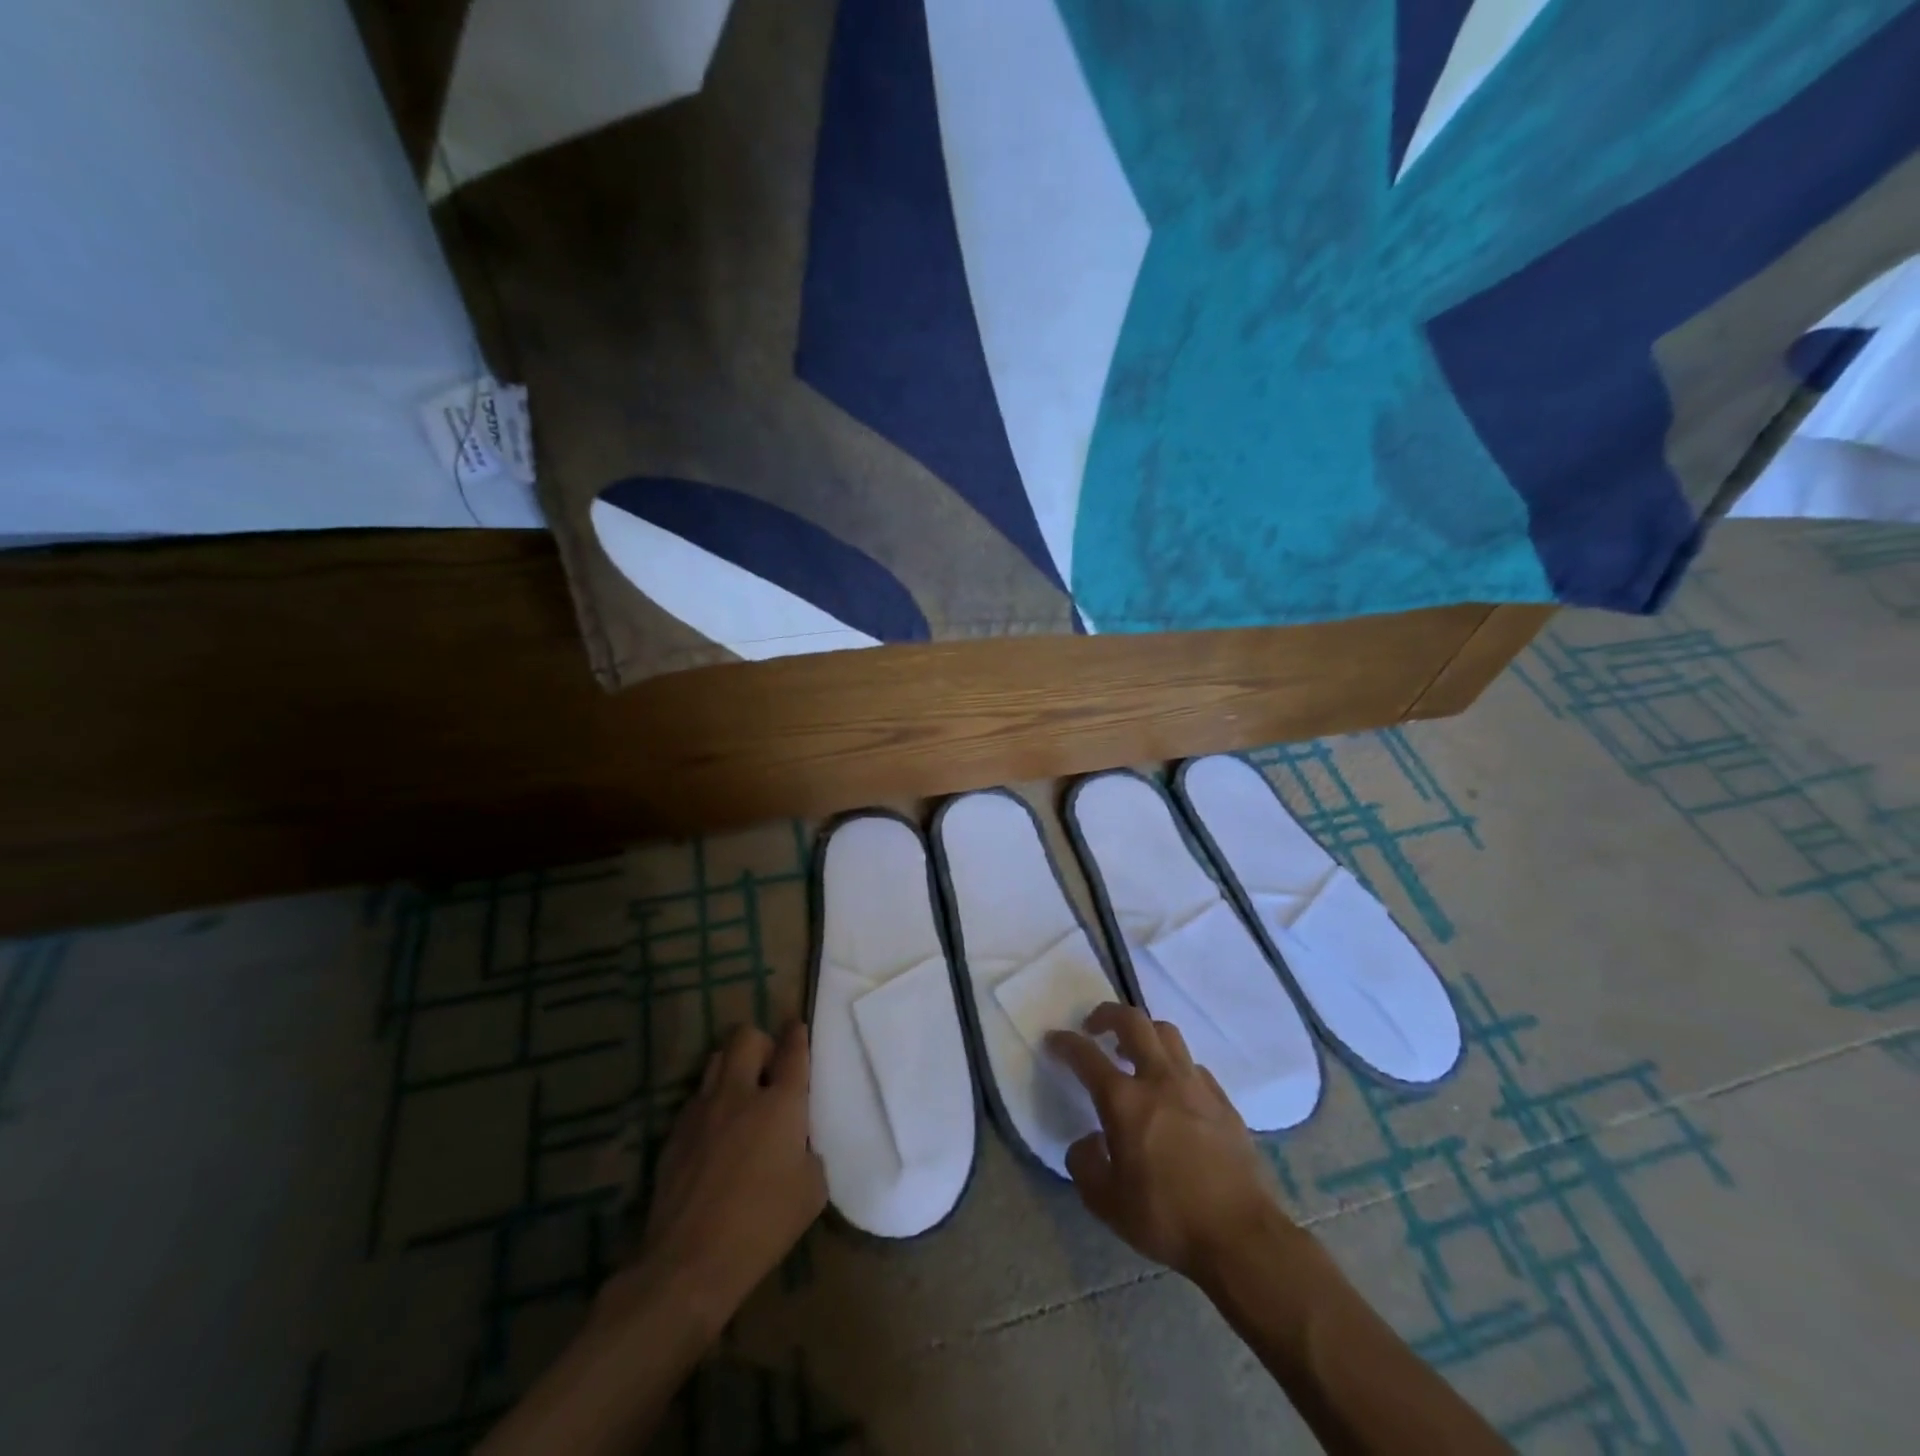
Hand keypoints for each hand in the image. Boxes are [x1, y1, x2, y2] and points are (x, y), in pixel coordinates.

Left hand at [605, 1021, 825, 1332]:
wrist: (688, 1264)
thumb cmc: (762, 1226)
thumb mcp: (811, 1191)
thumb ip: (809, 1153)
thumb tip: (797, 1145)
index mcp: (780, 1104)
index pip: (792, 1051)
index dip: (797, 1034)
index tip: (797, 1025)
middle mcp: (740, 1094)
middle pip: (746, 1037)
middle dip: (761, 1042)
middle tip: (769, 1067)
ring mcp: (702, 1111)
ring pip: (716, 1060)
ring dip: (732, 1066)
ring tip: (741, 1092)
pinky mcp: (675, 1134)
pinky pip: (696, 1099)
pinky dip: (711, 1103)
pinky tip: (716, 1132)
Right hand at [1046, 1003, 1294, 1282]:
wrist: (1242, 1237)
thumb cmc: (1168, 1219)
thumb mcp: (1108, 1204)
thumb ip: (1085, 1165)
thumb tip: (1087, 1141)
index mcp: (1125, 1102)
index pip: (1086, 1056)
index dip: (1065, 1042)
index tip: (1054, 1039)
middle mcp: (1160, 1080)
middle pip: (1133, 1021)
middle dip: (1108, 1014)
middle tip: (1094, 1027)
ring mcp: (1196, 1086)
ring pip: (1167, 1034)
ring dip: (1143, 1033)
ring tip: (1133, 1052)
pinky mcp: (1223, 1101)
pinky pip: (1193, 1065)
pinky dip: (1174, 1065)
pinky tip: (1172, 1090)